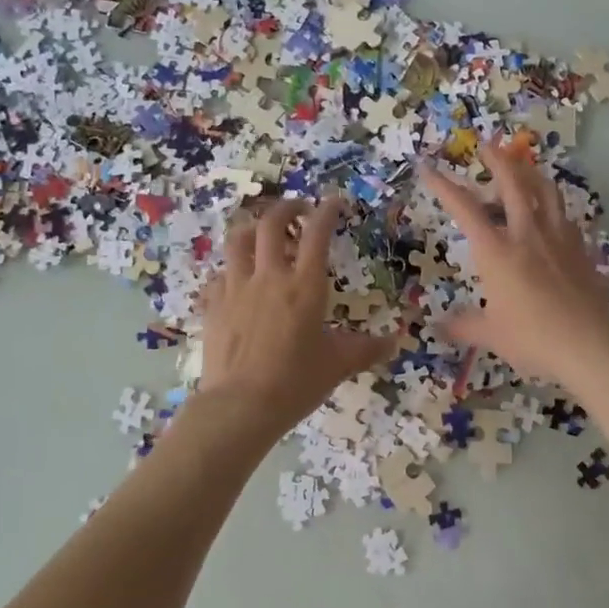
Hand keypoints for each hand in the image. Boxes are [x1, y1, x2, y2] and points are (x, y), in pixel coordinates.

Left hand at [198, 196, 396, 430]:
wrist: (240, 406)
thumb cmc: (295, 382)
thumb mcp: (338, 365)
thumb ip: (366, 349)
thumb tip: (395, 342)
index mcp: (305, 286)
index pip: (317, 234)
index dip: (326, 211)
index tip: (333, 201)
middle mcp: (269, 276)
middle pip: (271, 223)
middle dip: (286, 208)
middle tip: (298, 210)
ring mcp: (236, 288)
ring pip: (238, 240)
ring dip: (252, 228)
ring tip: (262, 233)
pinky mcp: (213, 305)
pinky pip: (219, 274)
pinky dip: (230, 269)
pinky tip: (236, 279)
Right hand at [421, 142, 608, 390]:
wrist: (590, 345)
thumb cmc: (533, 339)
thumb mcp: (490, 335)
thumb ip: (463, 325)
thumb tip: (438, 325)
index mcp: (497, 252)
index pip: (465, 210)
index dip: (444, 187)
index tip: (429, 168)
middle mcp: (527, 235)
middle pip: (513, 185)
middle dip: (497, 160)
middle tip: (487, 144)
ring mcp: (559, 238)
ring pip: (546, 192)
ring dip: (530, 173)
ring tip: (522, 166)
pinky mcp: (581, 249)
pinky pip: (565, 216)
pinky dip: (553, 206)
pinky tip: (551, 212)